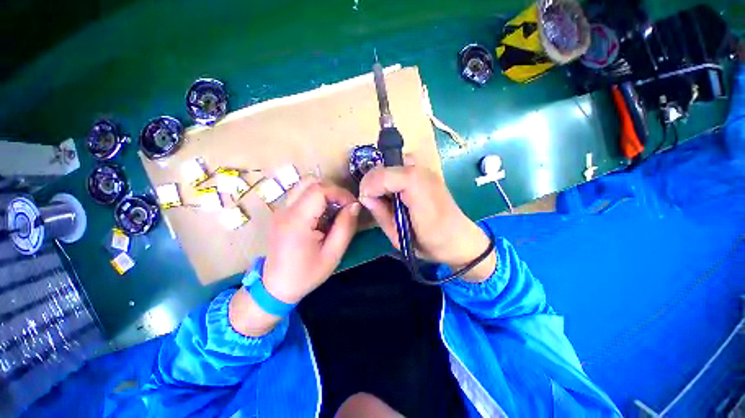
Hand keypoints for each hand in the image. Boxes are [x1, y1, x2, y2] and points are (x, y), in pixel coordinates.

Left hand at [230, 178, 360, 335]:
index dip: (340, 193)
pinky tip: (322, 215)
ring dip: (324, 193)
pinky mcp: (282, 213)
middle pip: (310, 182)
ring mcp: (281, 210)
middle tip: (344, 206)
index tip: (352, 206)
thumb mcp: (333, 254)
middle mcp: (285, 210)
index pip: (319, 189)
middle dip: (332, 190)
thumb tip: (355, 205)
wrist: (275, 287)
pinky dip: (316, 198)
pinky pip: (301, 195)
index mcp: (297, 221)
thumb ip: (345, 227)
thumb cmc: (306, 274)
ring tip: (335, 210)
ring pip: (304, 186)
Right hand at [359, 164, 495, 281]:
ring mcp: (427, 169)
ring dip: (383, 178)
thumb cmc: (431, 243)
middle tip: (376, 202)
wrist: (460, 240)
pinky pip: (401, 166)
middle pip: (386, 165)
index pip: (383, 175)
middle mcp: (423, 172)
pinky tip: (397, 193)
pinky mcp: (427, 172)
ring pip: (392, 162)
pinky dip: (393, 176)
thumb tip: (364, 197)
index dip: (369, 187)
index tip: (366, 203)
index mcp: (418, 190)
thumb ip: (380, 213)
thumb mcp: (399, 237)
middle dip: (374, 182)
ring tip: (387, 198)